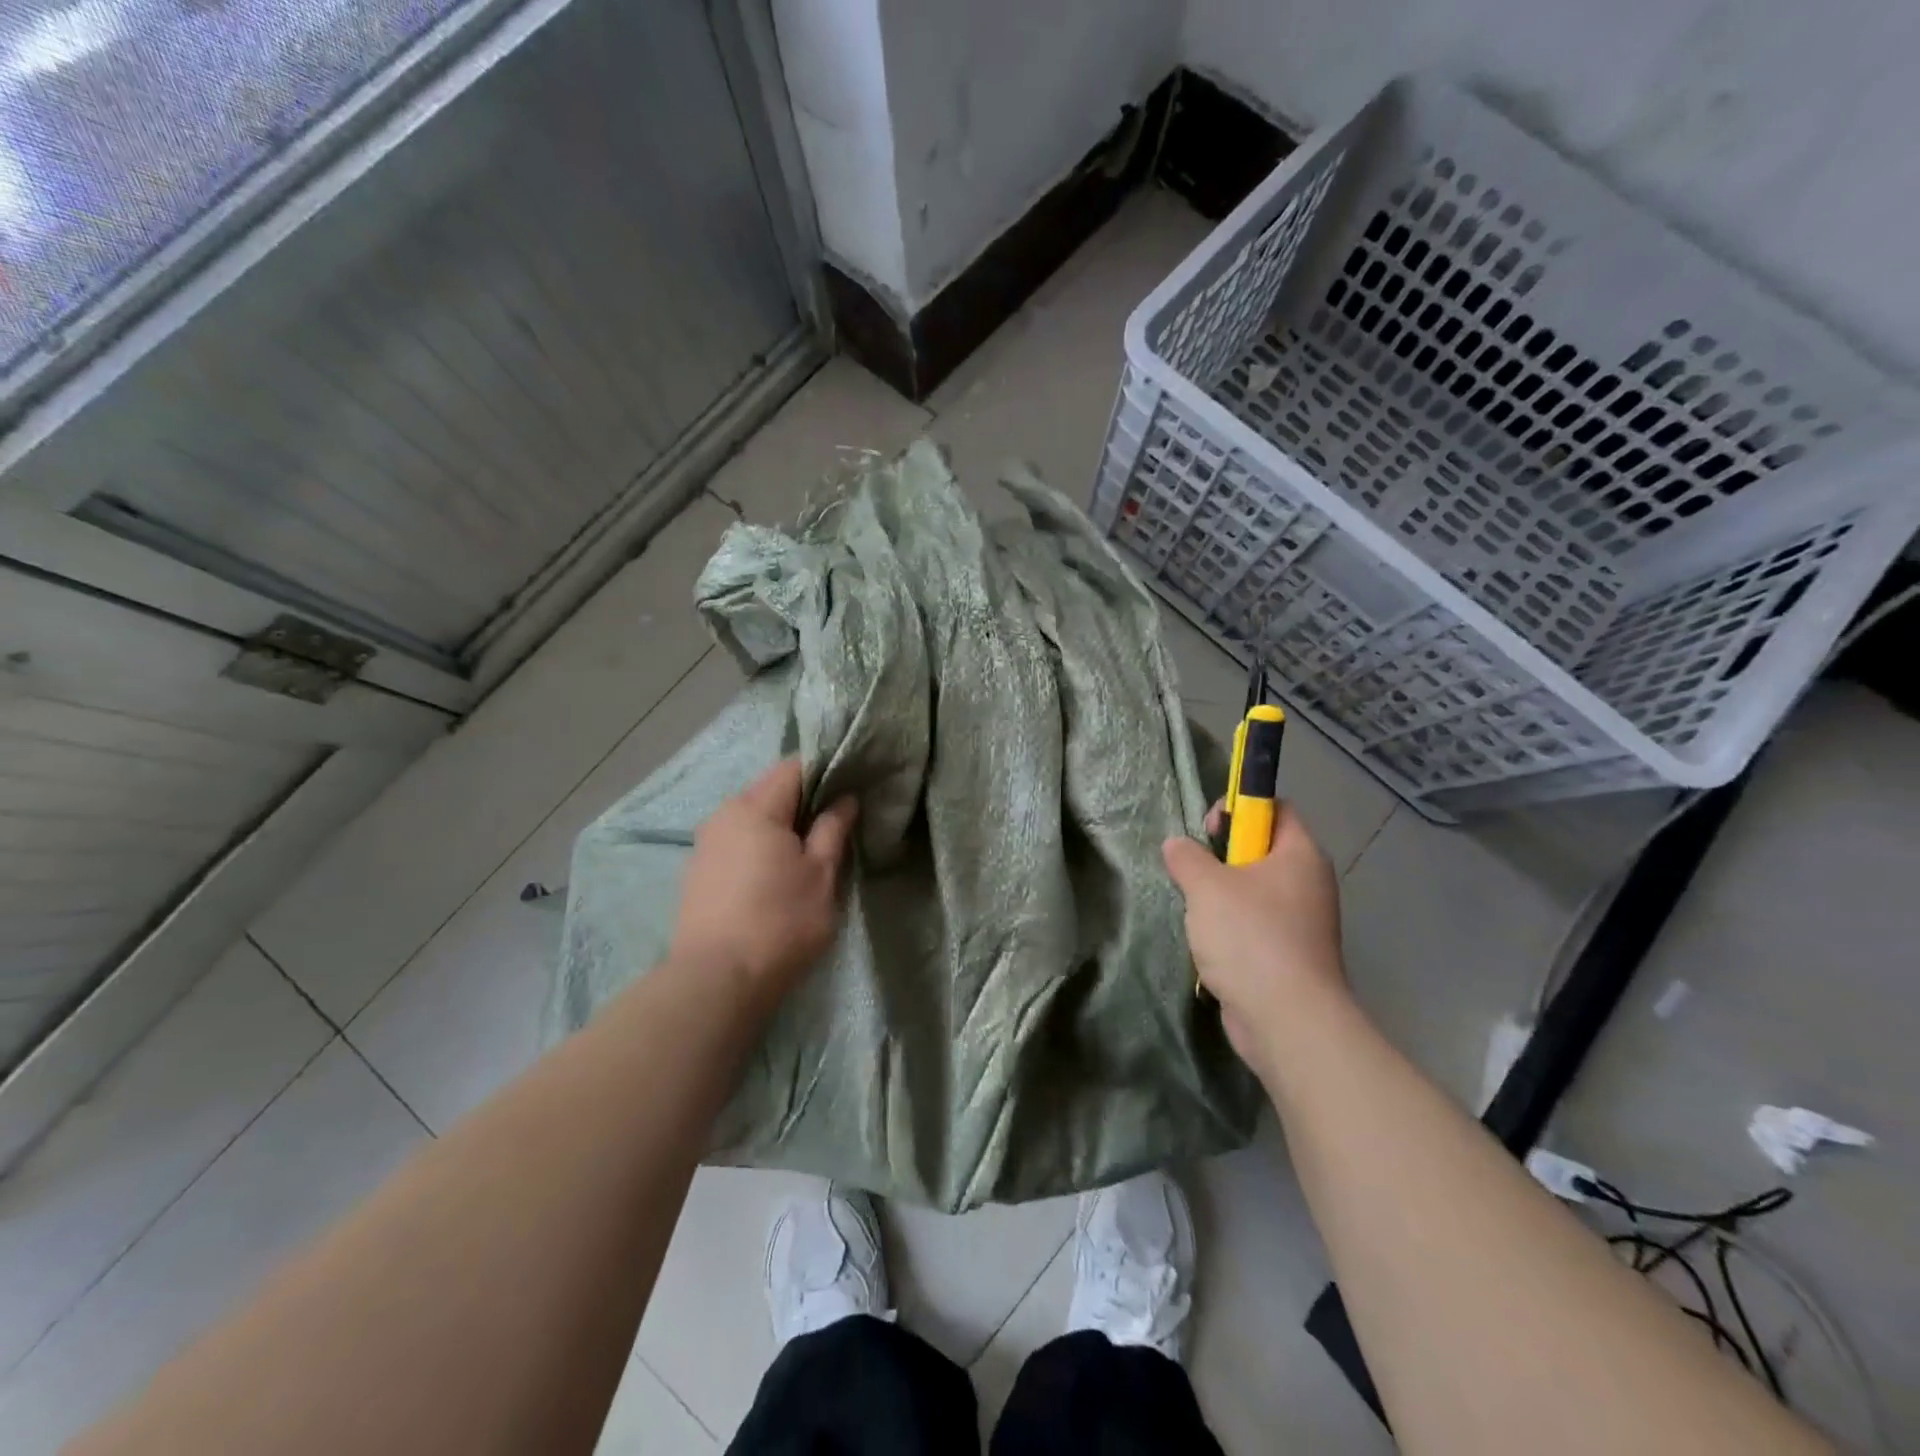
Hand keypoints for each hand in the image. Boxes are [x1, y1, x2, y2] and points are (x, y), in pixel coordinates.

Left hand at [669, 758, 857, 1013]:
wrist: (716, 981)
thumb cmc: (780, 922)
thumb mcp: (821, 874)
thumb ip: (833, 828)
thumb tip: (844, 799)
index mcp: (754, 807)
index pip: (794, 767)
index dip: (826, 772)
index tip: (849, 792)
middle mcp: (723, 815)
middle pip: (770, 791)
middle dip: (803, 803)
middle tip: (835, 828)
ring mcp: (705, 845)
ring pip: (752, 820)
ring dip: (781, 828)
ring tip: (807, 856)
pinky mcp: (698, 874)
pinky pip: (736, 844)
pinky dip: (759, 849)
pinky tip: (775, 878)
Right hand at [1162, 801, 1345, 1079]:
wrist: (1286, 1020)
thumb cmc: (1250, 937)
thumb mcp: (1206, 886)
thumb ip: (1187, 857)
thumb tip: (1176, 845)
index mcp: (1300, 854)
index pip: (1276, 808)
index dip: (1240, 808)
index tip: (1208, 829)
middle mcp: (1309, 883)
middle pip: (1262, 850)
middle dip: (1222, 857)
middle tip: (1195, 873)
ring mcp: (1303, 923)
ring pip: (1255, 892)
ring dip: (1221, 897)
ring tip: (1198, 912)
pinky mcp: (1291, 956)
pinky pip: (1256, 926)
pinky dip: (1232, 930)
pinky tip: (1211, 945)